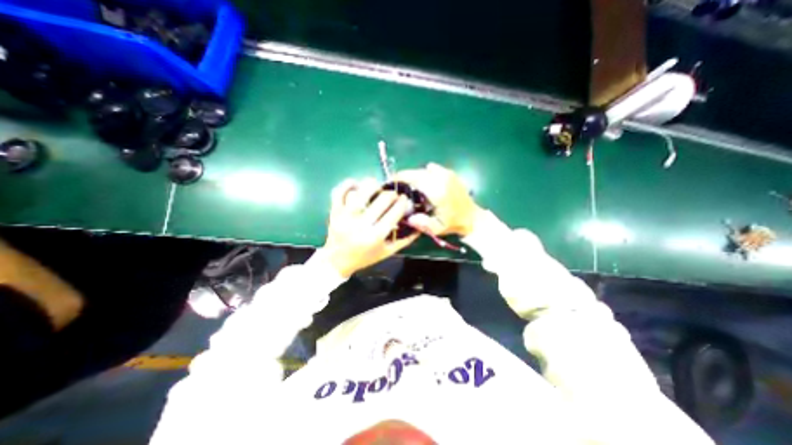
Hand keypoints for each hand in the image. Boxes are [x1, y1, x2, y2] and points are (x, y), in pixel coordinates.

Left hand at [323, 177, 419, 278]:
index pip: (394, 212)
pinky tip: (356, 184)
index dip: (403, 202)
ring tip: (377, 187)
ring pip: (361, 192)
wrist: (338, 261)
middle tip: (393, 195)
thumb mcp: (387, 252)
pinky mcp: (335, 212)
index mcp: (375, 236)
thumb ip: (405, 240)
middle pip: (382, 200)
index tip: (405, 199)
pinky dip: (348, 184)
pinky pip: (339, 192)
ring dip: (373, 185)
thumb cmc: (365, 257)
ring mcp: (345, 217)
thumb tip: (420, 226)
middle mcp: (361, 225)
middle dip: (392, 194)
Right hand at [392, 163, 478, 238]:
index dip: (400, 178)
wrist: (472, 217)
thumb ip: (421, 223)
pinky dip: (425, 175)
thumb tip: (407, 217)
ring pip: (423, 170)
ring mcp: (447, 174)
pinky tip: (426, 186)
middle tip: (398, 187)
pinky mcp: (450, 173)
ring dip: (415, 176)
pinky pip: (432, 169)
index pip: (414, 178)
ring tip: (411, 188)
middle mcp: (442, 178)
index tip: (390, 182)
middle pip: (417, 172)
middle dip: (405, 177)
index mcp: (438, 191)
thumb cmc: (453, 223)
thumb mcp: (437, 228)